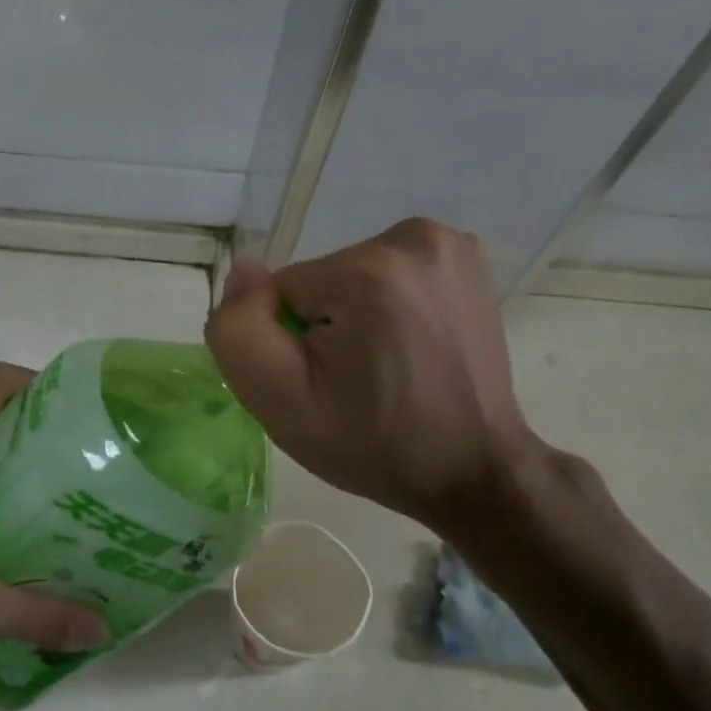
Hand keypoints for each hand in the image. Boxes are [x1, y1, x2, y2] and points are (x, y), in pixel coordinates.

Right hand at [205, 218, 539, 536]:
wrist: (471, 470)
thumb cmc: (373, 445)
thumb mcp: (281, 402)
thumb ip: (239, 330)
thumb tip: (244, 273)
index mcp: (367, 272)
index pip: (282, 292)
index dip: (291, 341)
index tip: (325, 382)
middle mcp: (414, 239)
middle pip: (320, 281)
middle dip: (324, 327)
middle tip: (353, 382)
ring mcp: (449, 246)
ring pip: (352, 278)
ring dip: (355, 318)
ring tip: (386, 369)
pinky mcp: (466, 258)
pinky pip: (389, 276)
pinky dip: (388, 308)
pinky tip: (411, 348)